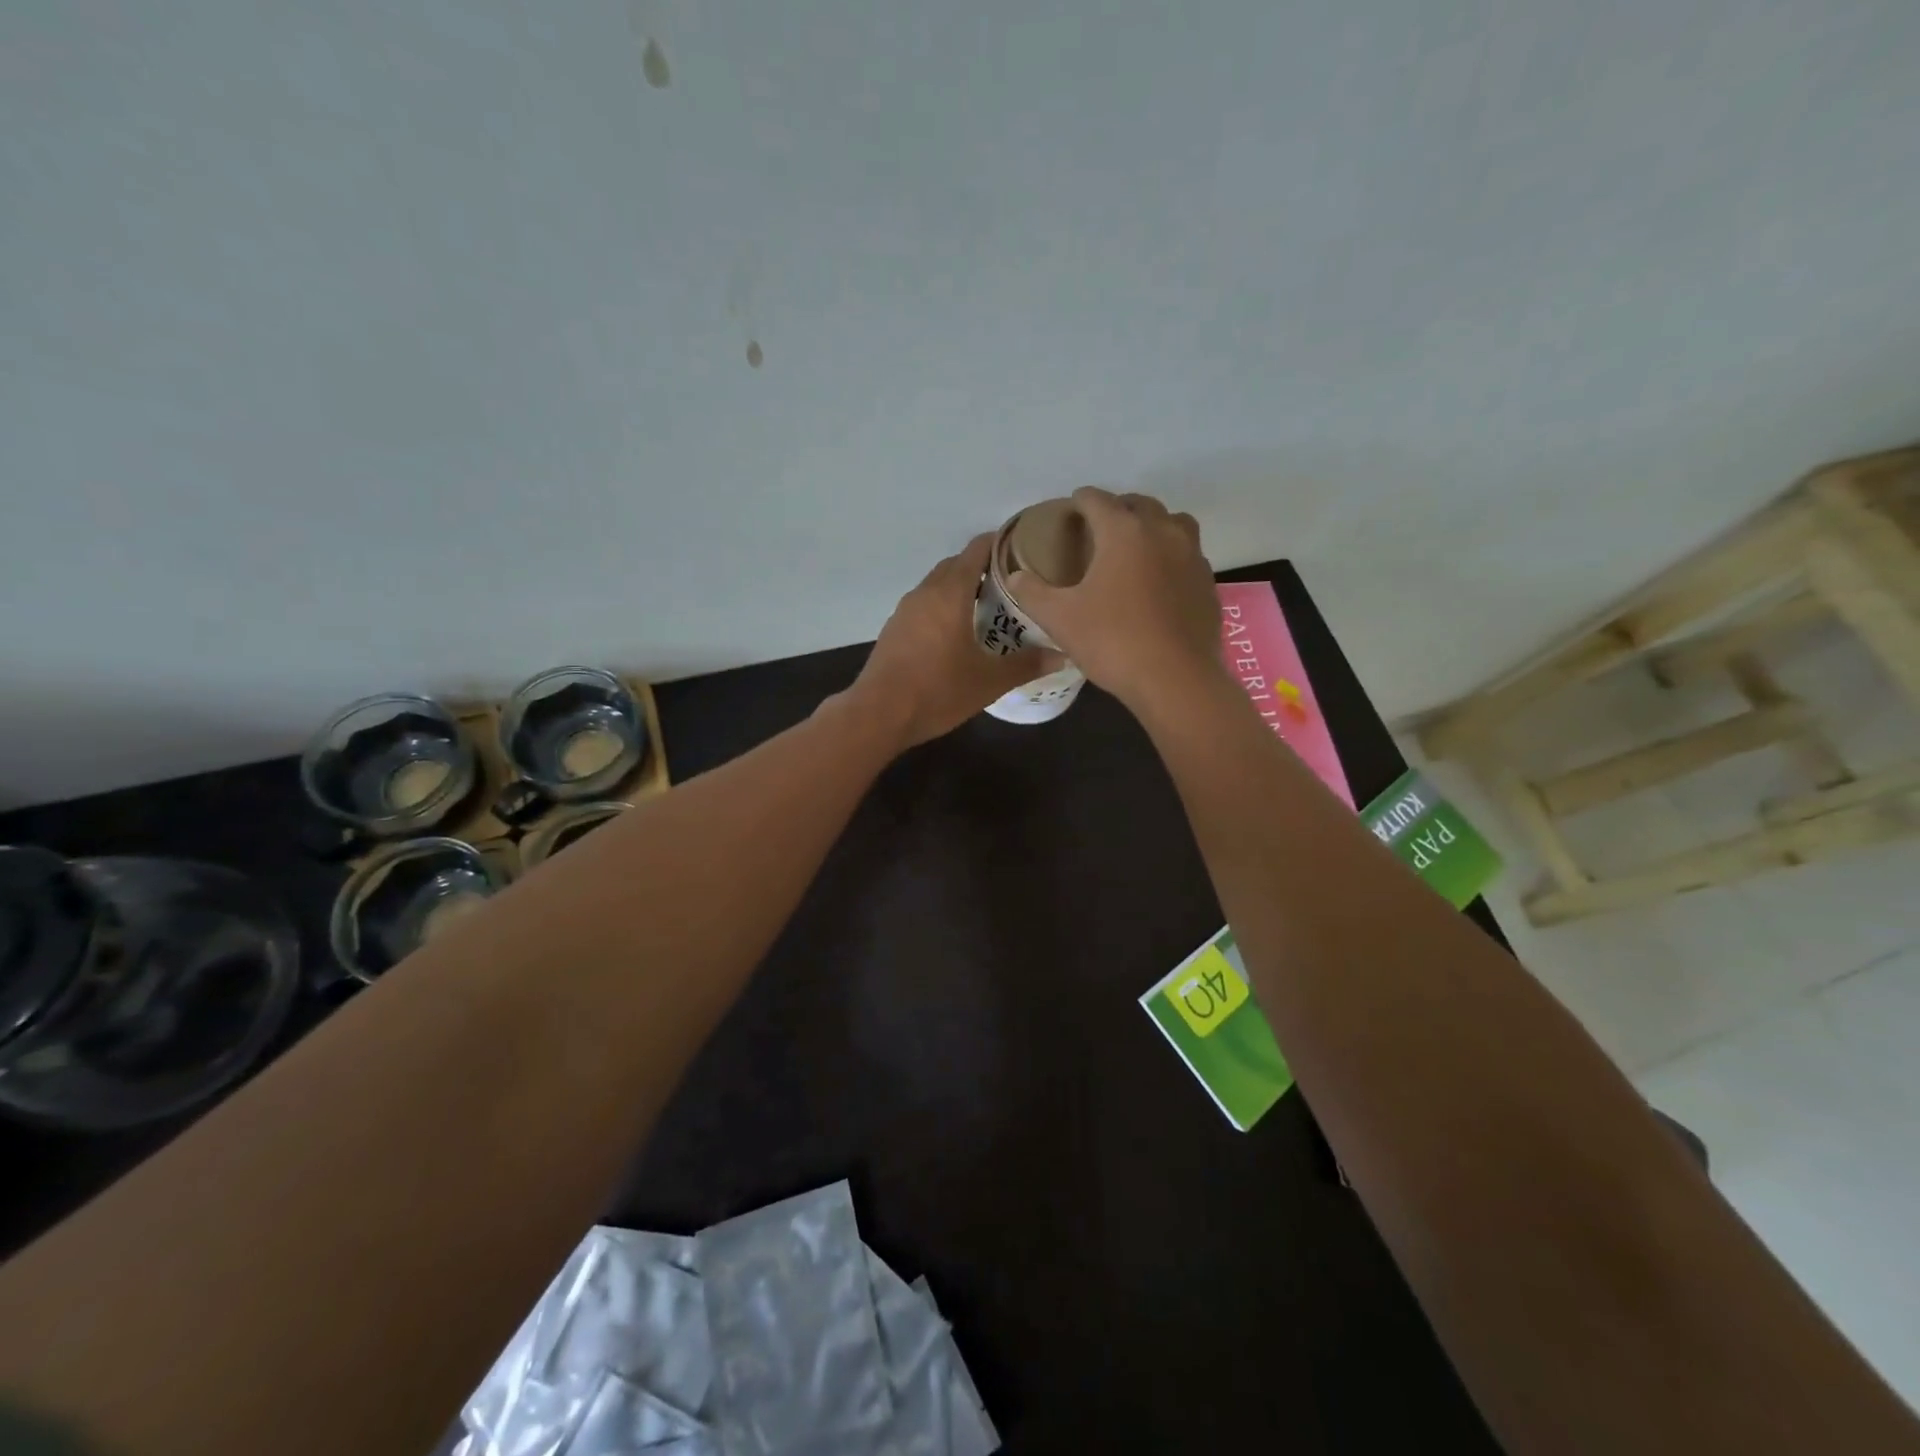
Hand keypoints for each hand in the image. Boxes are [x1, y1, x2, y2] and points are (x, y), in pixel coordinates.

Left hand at [844, 532, 1055, 748]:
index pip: (977, 550)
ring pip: (937, 586)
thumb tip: (1063, 656)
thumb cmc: (937, 691)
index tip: (1026, 549)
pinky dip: (943, 608)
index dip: (1001, 544)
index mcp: (950, 593)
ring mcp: (905, 610)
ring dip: (961, 589)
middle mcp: (925, 592)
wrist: (879, 714)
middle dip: (984, 568)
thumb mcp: (989, 681)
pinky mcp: (894, 630)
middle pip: (956, 565)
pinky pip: (924, 606)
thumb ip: (1026, 665)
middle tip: (1014, 584)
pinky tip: (957, 633)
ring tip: (989, 607)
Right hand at [1007, 487, 1219, 709]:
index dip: (1080, 500)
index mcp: (1124, 532)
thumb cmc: (1112, 642)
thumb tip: (1015, 577)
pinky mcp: (1207, 583)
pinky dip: (1171, 556)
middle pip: (1139, 505)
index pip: (1098, 500)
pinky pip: (1188, 555)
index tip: (1070, 508)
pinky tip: (1158, 581)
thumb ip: (1032, 592)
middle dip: (1117, 509)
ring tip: (1134, 547)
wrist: (1175, 680)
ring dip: (1151, 526)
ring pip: (1173, 523)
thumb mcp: (1060, 619)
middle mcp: (1162, 532)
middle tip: (1099, 527)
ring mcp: (1192, 556)